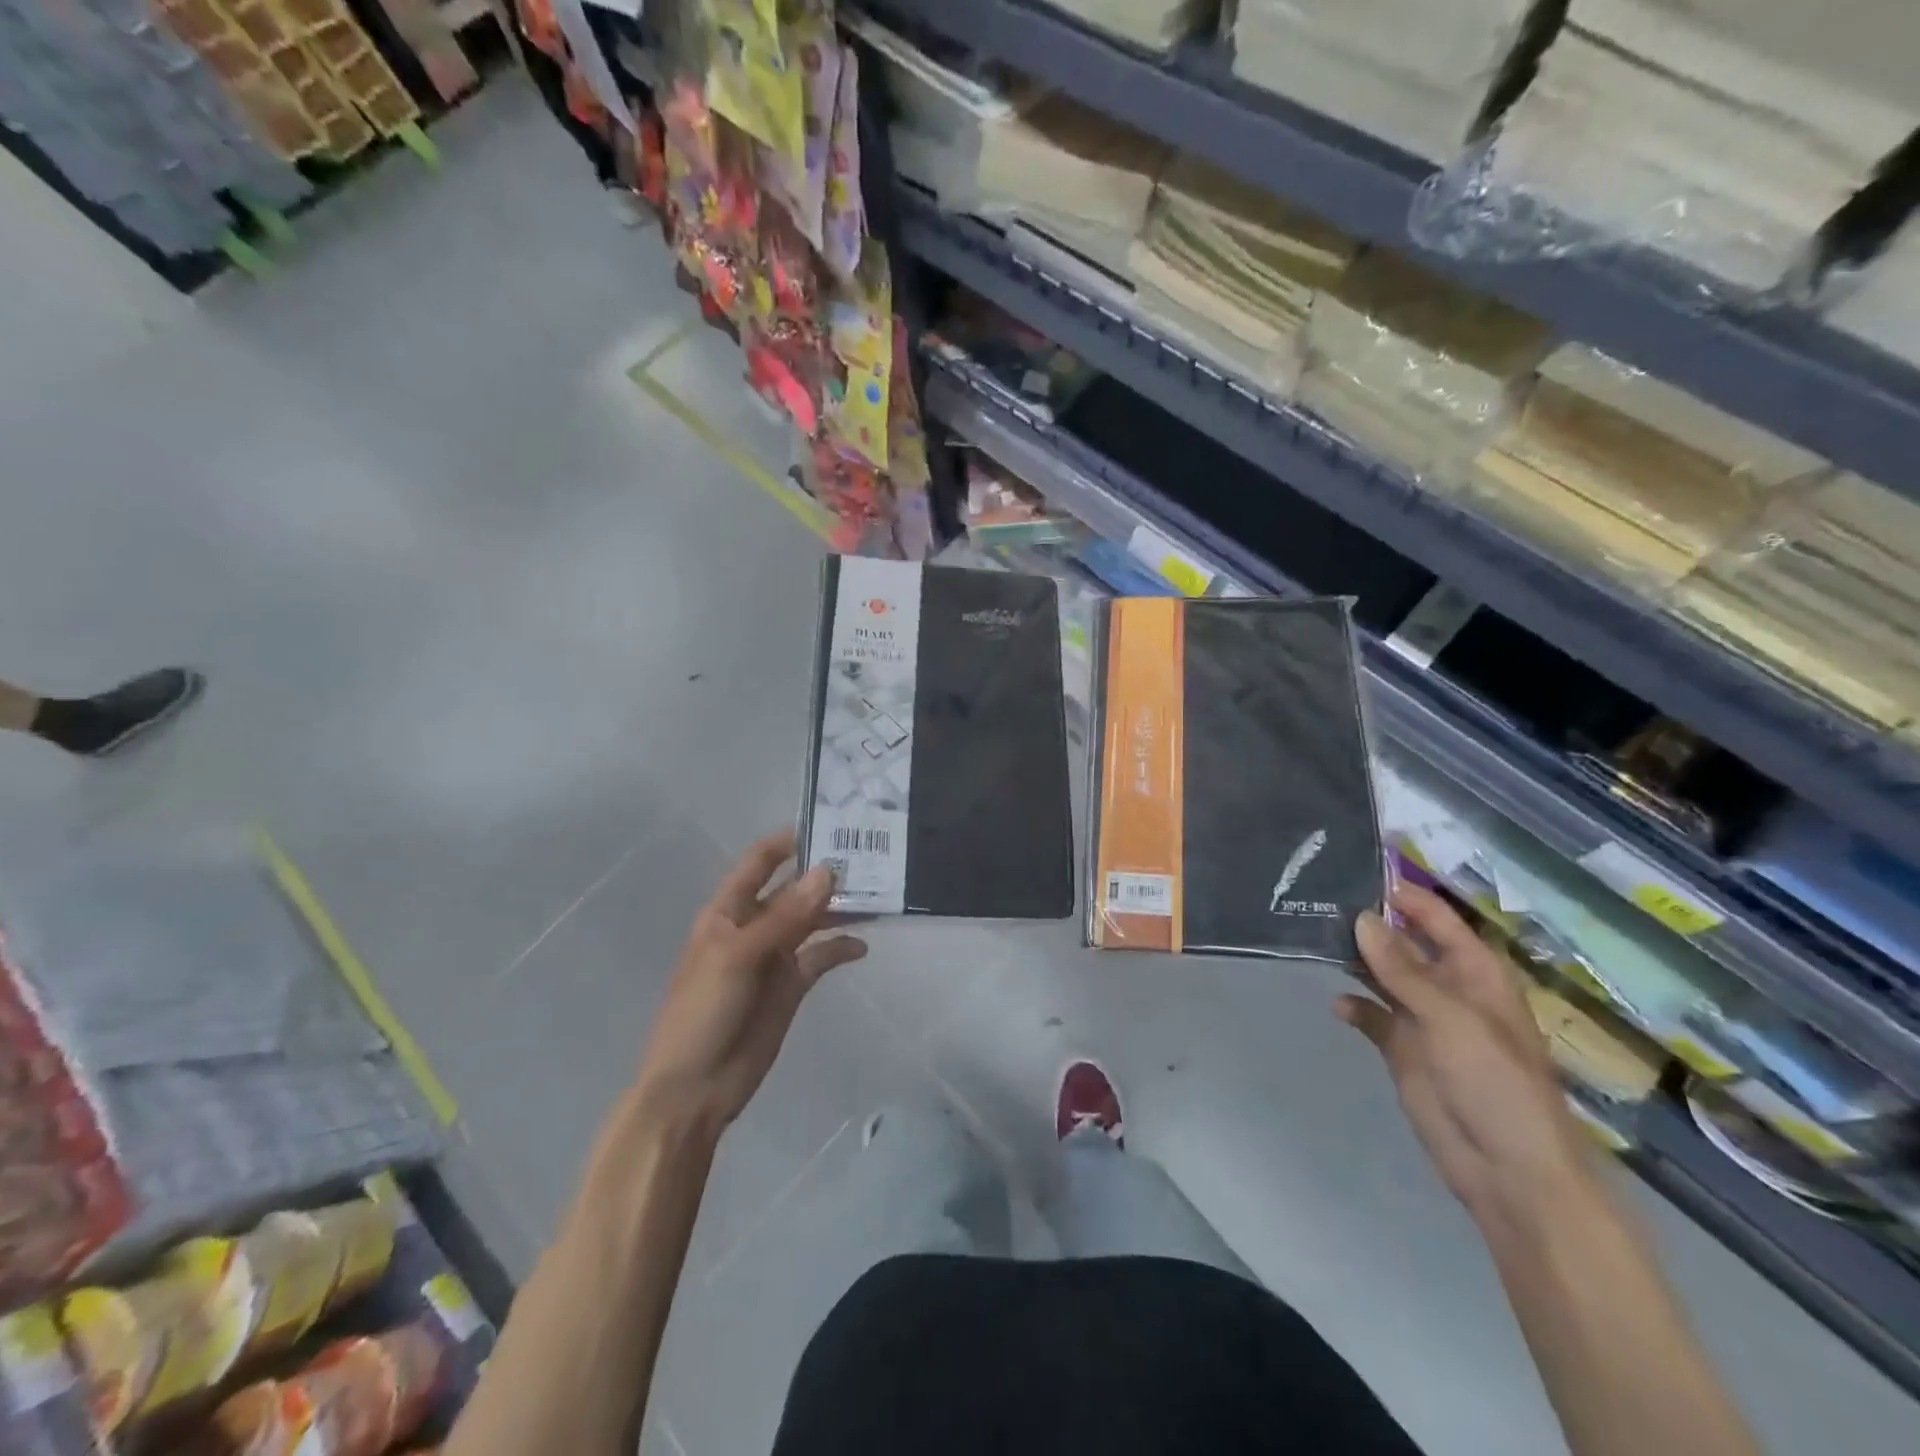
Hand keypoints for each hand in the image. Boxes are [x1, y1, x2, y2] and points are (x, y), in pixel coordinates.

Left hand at [630, 830, 866, 1137]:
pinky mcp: (792, 984)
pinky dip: (842, 948)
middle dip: (825, 874)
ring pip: (813, 920)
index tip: (830, 823)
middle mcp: (754, 925)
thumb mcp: (740, 956)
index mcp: (728, 911)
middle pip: (794, 889)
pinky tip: (863, 946)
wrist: (695, 1089)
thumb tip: (828, 871)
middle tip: (871, 856)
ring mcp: (775, 955)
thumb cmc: (703, 1012)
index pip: (760, 862)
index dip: (788, 841)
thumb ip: (786, 916)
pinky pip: (822, 956)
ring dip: (840, 908)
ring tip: (878, 894)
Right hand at [1339, 882, 1601, 1230]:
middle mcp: (1447, 988)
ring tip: (1312, 939)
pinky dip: (1354, 1007)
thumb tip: (1359, 918)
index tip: (1354, 871)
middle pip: (1404, 944)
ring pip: (1382, 976)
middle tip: (1316, 901)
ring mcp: (1423, 1020)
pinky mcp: (1402, 1050)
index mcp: (1474, 973)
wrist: (1509, 1172)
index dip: (1402, 894)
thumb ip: (1402, 969)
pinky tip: (1337, 1006)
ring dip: (1355, 961)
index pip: (1436, 918)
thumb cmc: (1495, 1084)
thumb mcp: (1450, 1019)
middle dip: (1368, 925)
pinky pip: (1372, 1017)